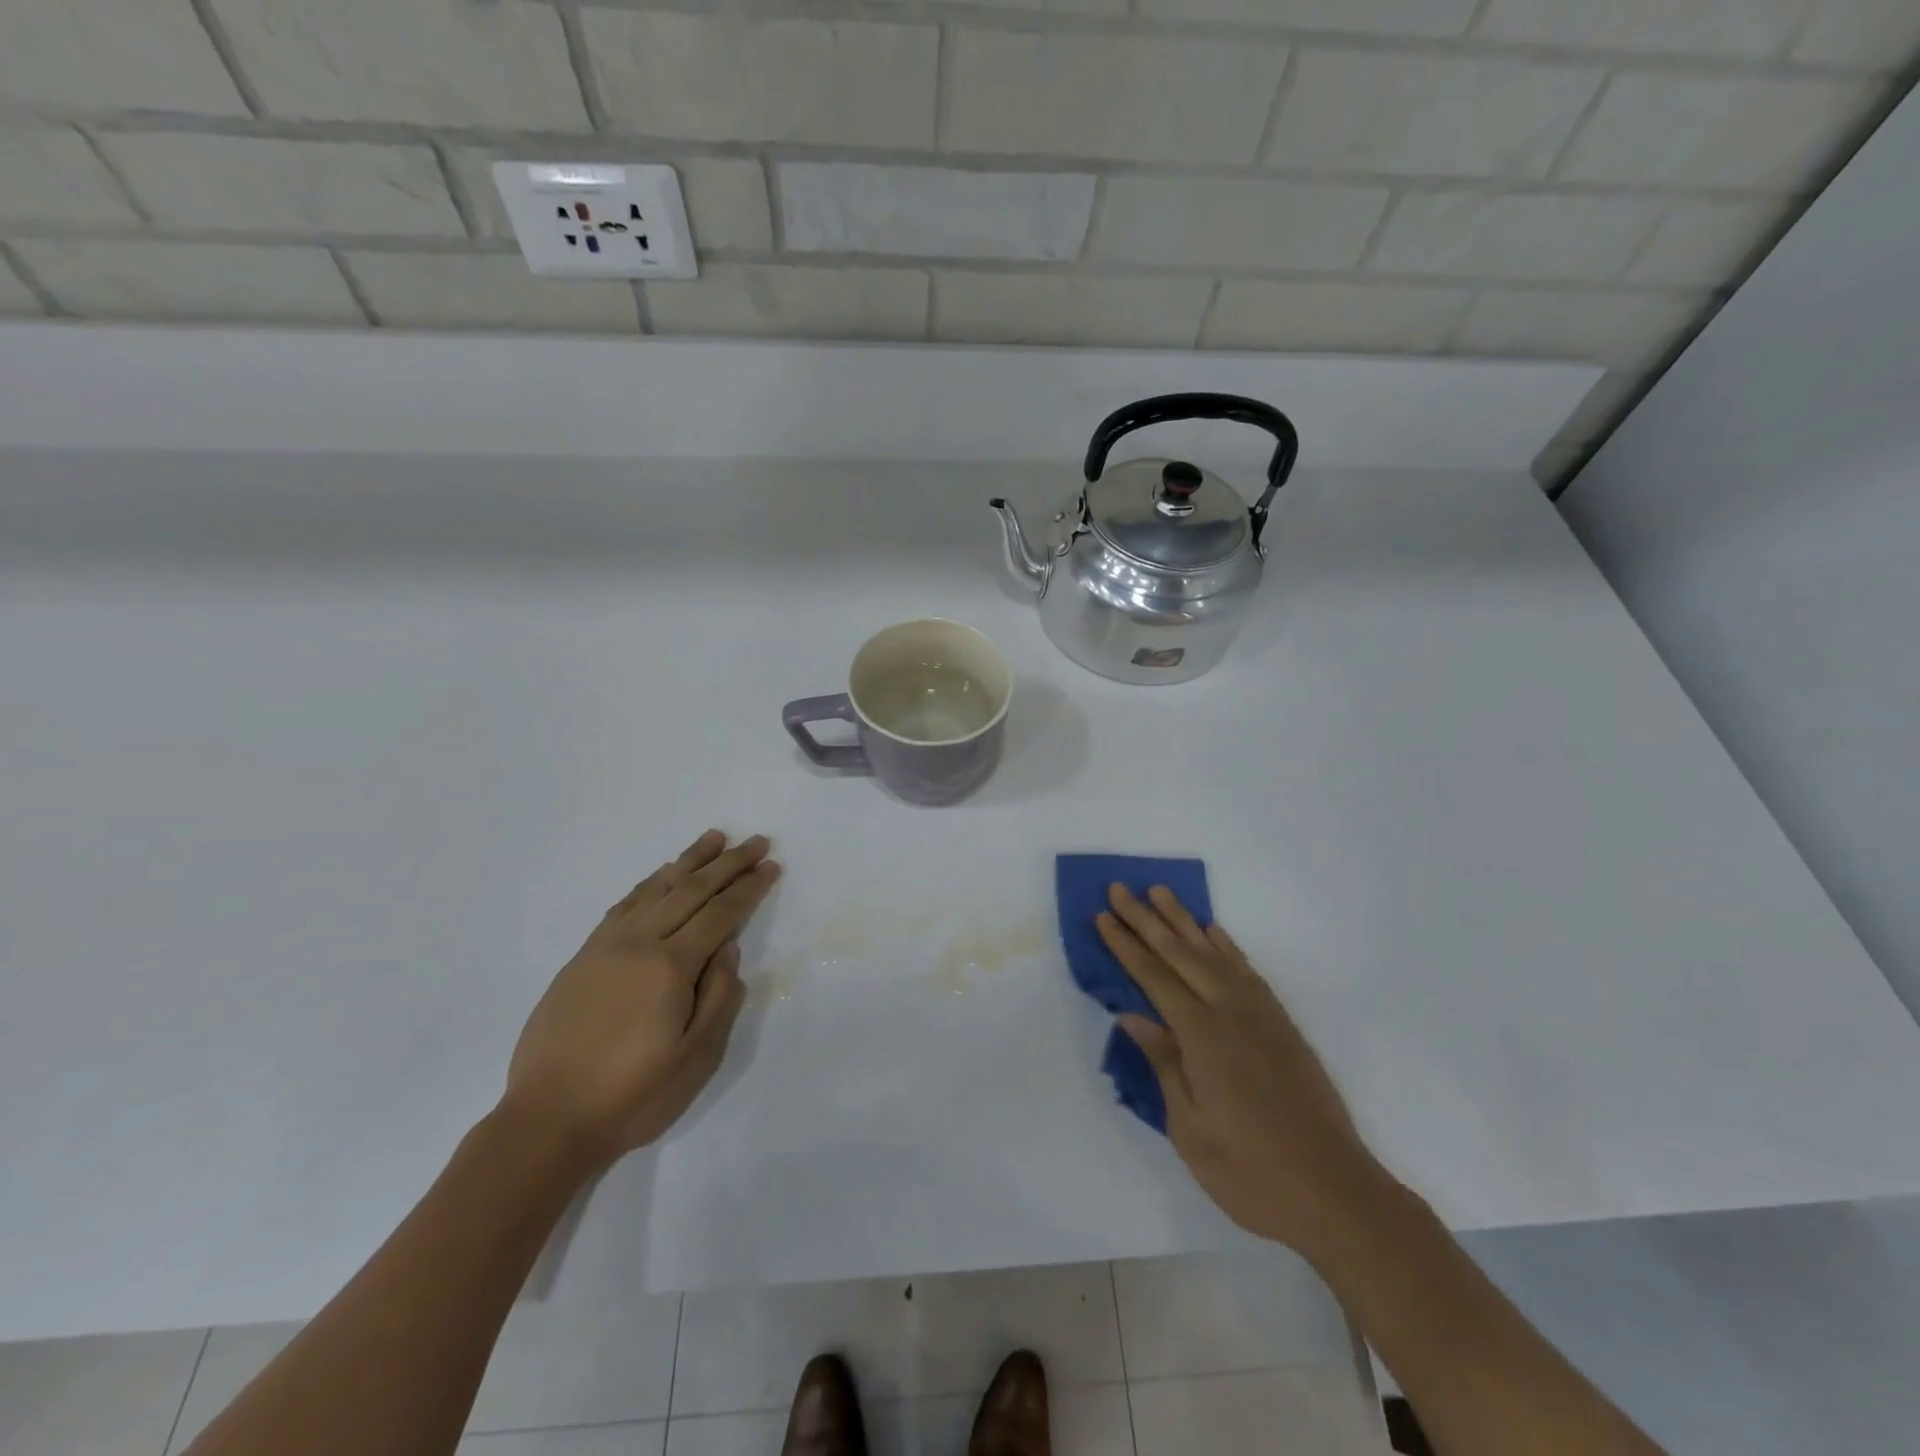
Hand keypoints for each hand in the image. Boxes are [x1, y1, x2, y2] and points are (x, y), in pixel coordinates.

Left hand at [503, 829, 779, 1170]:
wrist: (547, 1121)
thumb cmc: (633, 1095)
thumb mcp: (696, 1057)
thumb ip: (720, 996)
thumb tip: (728, 947)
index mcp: (671, 967)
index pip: (720, 913)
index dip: (749, 888)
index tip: (771, 866)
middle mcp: (639, 944)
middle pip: (691, 890)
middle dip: (728, 863)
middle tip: (756, 842)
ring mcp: (606, 947)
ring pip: (656, 889)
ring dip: (689, 861)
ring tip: (714, 838)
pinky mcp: (583, 957)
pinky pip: (623, 905)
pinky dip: (649, 883)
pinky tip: (662, 875)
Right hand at [1097, 885, 1398, 1263]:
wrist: (1336, 1193)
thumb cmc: (1251, 1173)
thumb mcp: (1191, 1128)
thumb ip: (1165, 1064)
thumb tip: (1132, 1016)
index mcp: (1202, 1037)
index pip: (1154, 978)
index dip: (1126, 946)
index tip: (1103, 916)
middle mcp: (1231, 1013)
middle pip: (1180, 954)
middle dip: (1146, 920)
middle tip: (1120, 888)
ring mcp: (1261, 1015)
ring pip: (1214, 953)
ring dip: (1184, 921)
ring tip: (1161, 892)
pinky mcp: (1282, 1025)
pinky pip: (1247, 971)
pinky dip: (1226, 946)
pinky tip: (1213, 933)